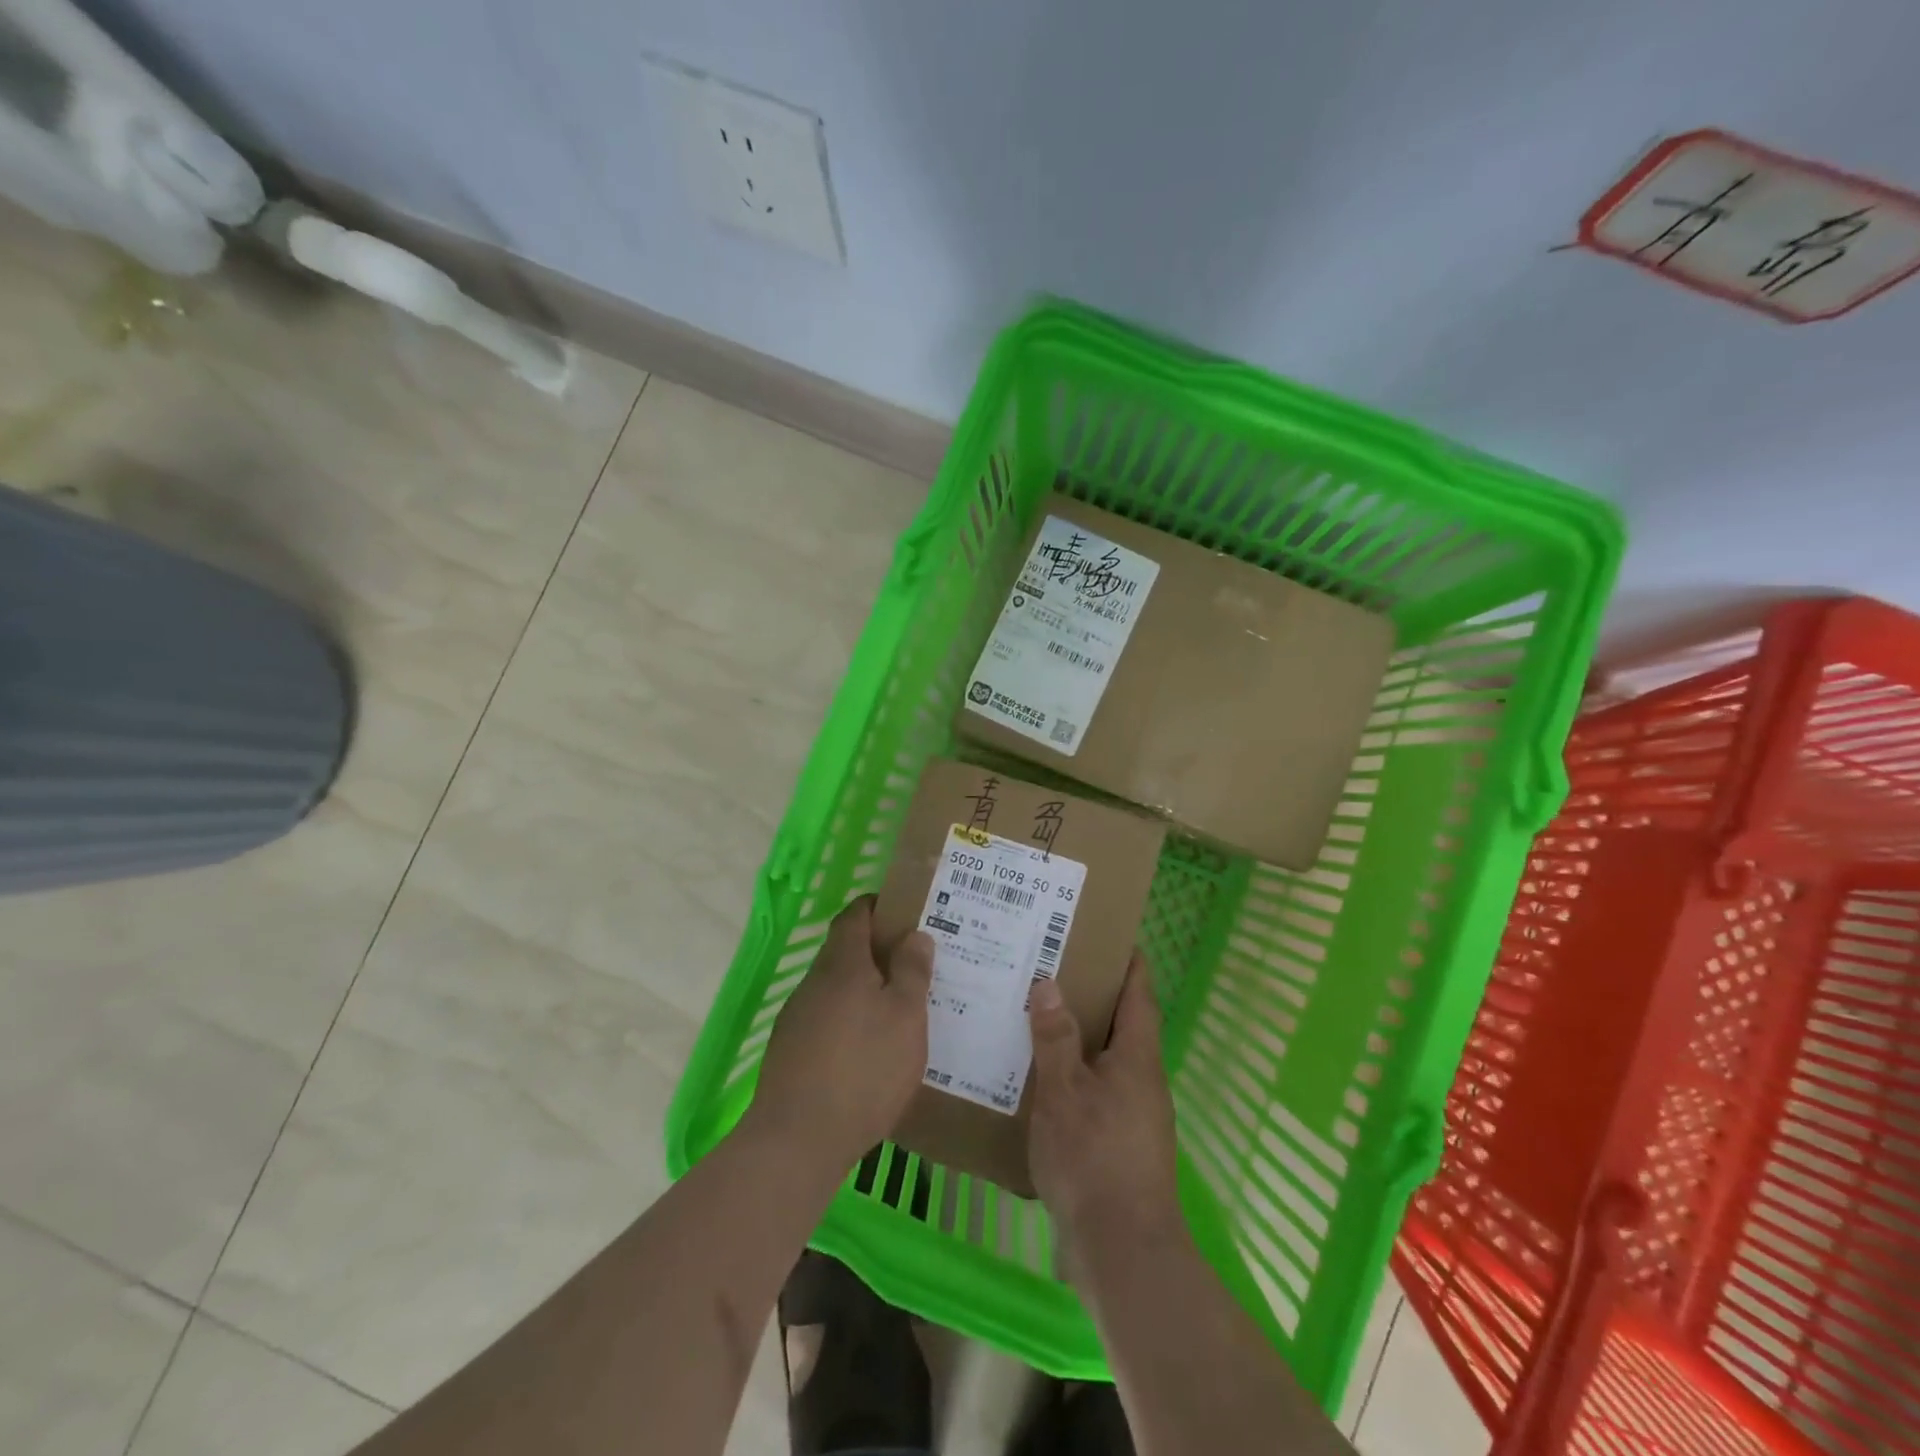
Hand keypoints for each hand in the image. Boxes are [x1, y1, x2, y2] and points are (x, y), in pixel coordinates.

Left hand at [749, 895, 933, 1168]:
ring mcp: (797, 1017)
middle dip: (877, 953)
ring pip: (835, 988)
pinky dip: (849, 1022)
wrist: (797, 1139)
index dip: (878, 907)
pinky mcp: (789, 1051)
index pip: (855, 914)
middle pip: (845, 951)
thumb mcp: (906, 1017)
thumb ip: (912, 971)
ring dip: (863, 990)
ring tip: (898, 1011)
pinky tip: (869, 1051)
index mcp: (842, 963)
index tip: (905, 914)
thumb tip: (915, 935)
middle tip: (914, 967)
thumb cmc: (864, 1069)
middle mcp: (814, 982)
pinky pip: (826, 1020)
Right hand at [1027, 953, 1182, 1266]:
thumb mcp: (1064, 1092)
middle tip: (1053, 968)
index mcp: (1137, 1057)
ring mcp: (1136, 1115)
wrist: (1123, 1252)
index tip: (1108, 935)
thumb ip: (1056, 1038)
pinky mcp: (1121, 1145)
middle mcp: (1143, 1080)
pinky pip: (1098, 1092)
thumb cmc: (1094, 1158)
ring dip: (1081, 1038)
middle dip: (1095, 995)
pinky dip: (1075, 1075)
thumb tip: (1050, 983)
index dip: (1128, 962)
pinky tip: (1040, 1080)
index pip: (1139, 994)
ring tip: (1038, 1017)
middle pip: (1124, 1024)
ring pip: (1108, 1060)